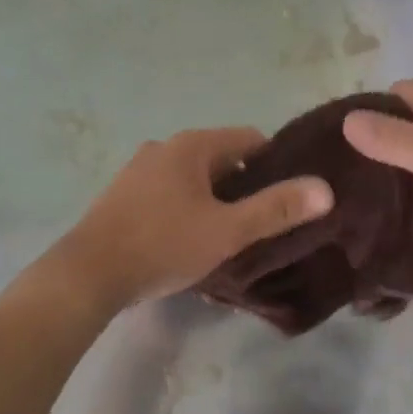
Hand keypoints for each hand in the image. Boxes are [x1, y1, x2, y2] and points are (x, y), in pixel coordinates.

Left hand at [53, 127, 333, 309]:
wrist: (88, 274)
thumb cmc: (163, 245)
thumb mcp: (227, 231)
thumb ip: (276, 209)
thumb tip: (324, 189)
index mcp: (192, 145)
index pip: (250, 139)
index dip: (275, 165)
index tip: (286, 197)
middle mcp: (164, 147)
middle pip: (221, 157)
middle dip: (243, 186)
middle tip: (260, 223)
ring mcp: (138, 169)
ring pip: (193, 177)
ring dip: (214, 199)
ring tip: (226, 235)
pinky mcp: (122, 194)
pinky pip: (168, 191)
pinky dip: (186, 206)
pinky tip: (187, 239)